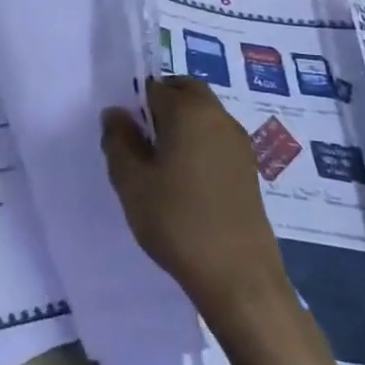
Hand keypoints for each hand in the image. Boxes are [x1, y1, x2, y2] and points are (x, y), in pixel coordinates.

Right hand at [102, 77, 286, 312]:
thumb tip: (116, 114)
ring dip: (181, 125)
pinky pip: (216, 139)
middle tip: (140, 140)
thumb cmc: (177, 221)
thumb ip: (118, 140)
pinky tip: (184, 183)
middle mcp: (218, 117)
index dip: (134, 104)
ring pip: (203, 115)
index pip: (154, 87)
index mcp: (189, 110)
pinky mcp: (249, 170)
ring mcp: (239, 144)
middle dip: (161, 104)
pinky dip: (198, 145)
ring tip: (159, 165)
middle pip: (186, 91)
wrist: (238, 277)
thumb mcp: (131, 181)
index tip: (124, 133)